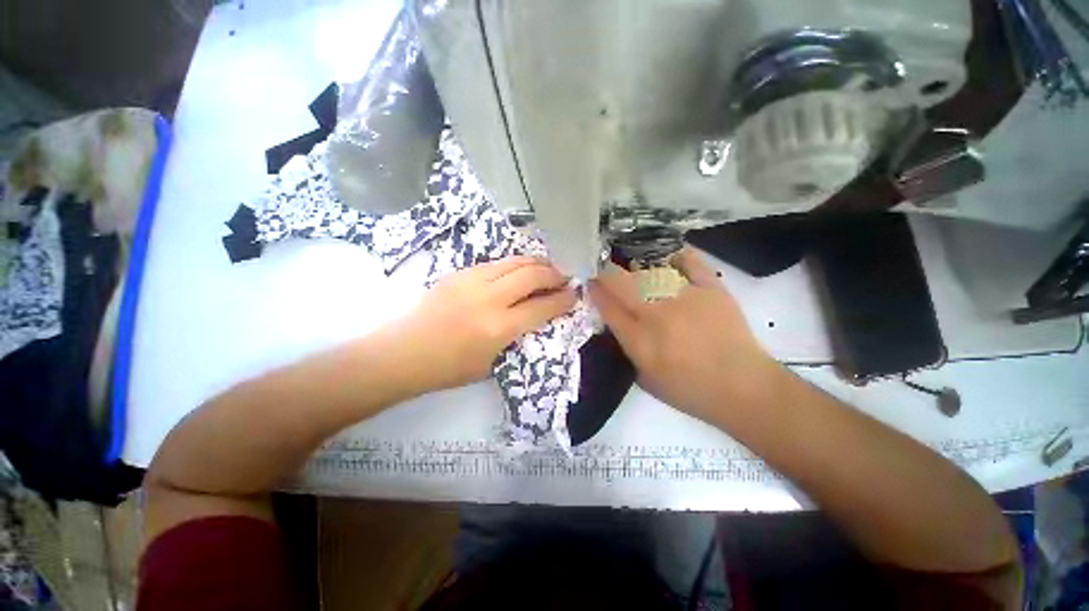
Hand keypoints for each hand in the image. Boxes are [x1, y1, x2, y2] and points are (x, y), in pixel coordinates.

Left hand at [382, 256, 576, 392]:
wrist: (403, 353)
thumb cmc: (447, 368)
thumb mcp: (491, 362)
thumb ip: (514, 336)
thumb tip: (531, 316)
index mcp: (499, 327)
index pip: (542, 306)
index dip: (563, 299)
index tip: (574, 294)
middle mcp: (489, 298)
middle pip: (532, 275)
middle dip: (554, 273)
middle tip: (564, 275)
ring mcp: (472, 281)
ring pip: (514, 262)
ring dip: (536, 263)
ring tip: (547, 267)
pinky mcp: (459, 273)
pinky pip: (495, 263)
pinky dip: (513, 264)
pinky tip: (518, 269)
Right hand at [588, 248, 783, 424]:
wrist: (743, 388)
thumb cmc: (690, 390)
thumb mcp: (645, 379)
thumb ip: (627, 348)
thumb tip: (616, 321)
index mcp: (639, 340)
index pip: (607, 307)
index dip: (594, 291)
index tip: (590, 283)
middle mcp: (656, 315)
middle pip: (621, 283)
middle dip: (606, 273)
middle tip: (603, 270)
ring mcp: (684, 298)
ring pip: (649, 271)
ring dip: (636, 270)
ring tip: (635, 271)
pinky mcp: (711, 289)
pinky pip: (691, 263)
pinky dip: (679, 257)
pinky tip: (671, 259)